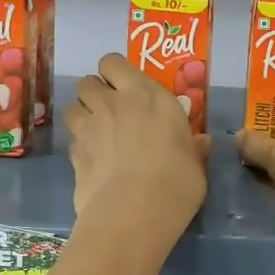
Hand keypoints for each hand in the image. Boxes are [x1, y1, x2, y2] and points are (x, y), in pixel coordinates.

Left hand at [64, 53, 208, 234]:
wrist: (135, 212)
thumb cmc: (177, 181)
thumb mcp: (196, 164)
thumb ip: (194, 148)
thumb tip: (202, 142)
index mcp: (146, 95)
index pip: (113, 63)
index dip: (115, 73)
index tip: (127, 89)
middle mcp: (113, 103)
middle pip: (87, 82)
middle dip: (95, 93)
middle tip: (111, 112)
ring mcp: (88, 128)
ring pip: (72, 107)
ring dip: (82, 116)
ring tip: (97, 134)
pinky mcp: (74, 154)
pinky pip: (72, 140)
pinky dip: (79, 146)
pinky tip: (93, 162)